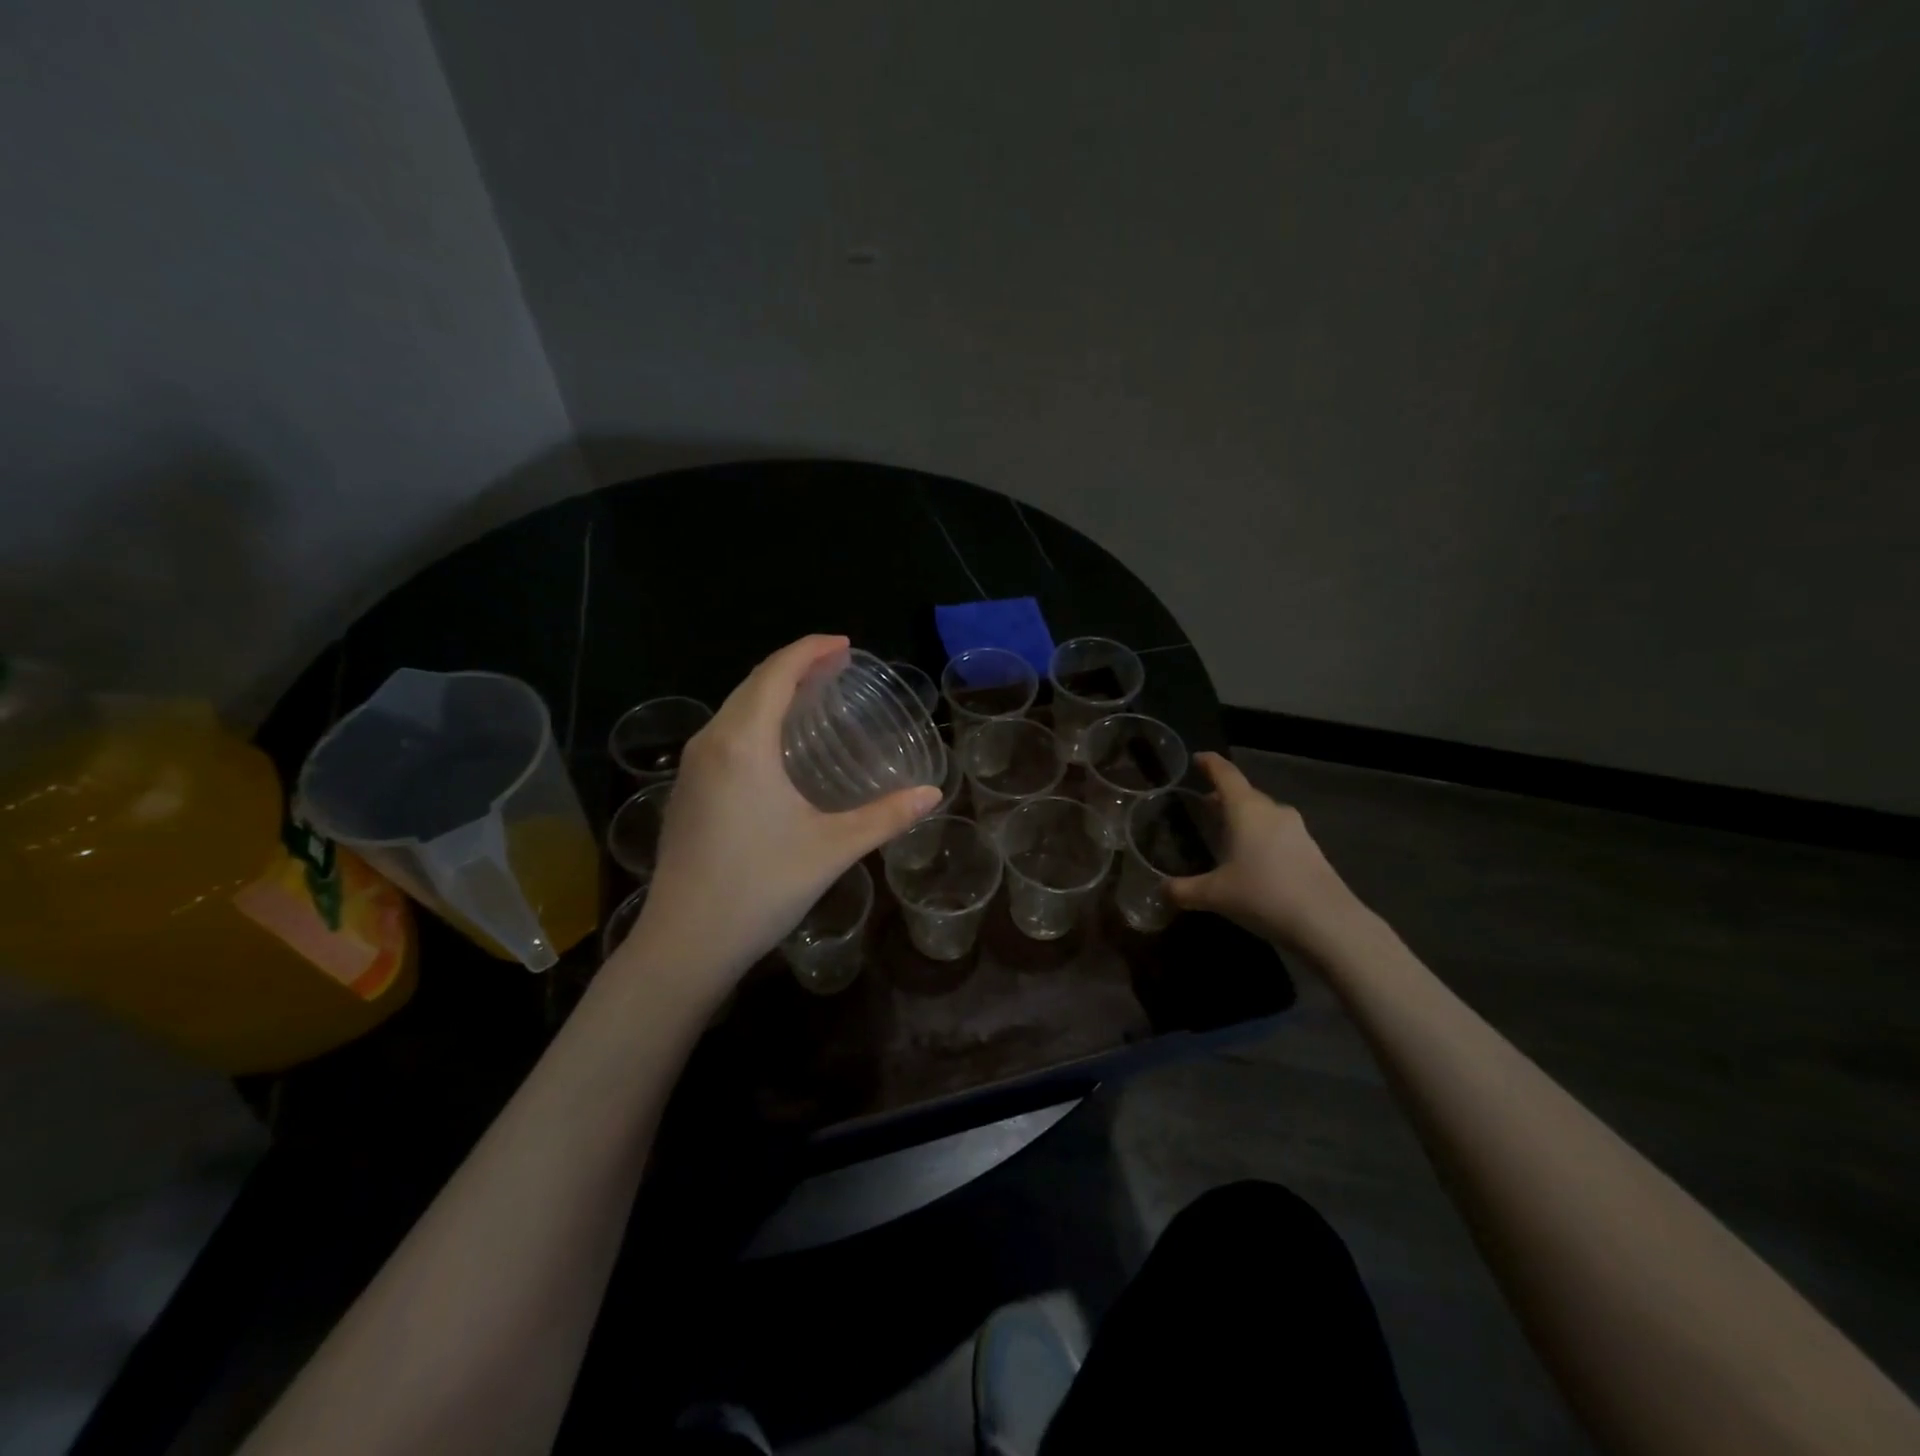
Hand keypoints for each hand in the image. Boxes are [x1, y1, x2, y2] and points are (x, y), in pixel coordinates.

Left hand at [620, 636, 941, 995]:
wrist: (685, 943)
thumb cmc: (761, 887)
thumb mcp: (832, 848)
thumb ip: (886, 817)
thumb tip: (933, 794)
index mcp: (743, 743)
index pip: (776, 673)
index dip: (811, 651)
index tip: (845, 646)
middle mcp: (710, 742)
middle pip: (752, 684)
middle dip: (795, 667)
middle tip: (837, 668)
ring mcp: (692, 768)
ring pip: (734, 709)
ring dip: (772, 693)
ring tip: (813, 698)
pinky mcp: (686, 791)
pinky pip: (724, 734)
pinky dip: (755, 720)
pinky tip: (777, 745)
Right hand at [1167, 752, 1362, 955]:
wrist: (1328, 923)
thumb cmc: (1263, 895)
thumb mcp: (1214, 895)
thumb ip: (1182, 890)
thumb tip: (1160, 890)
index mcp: (1246, 809)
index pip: (1225, 774)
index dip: (1209, 763)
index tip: (1197, 759)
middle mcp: (1272, 811)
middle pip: (1244, 794)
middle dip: (1222, 797)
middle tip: (1202, 807)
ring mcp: (1296, 830)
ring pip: (1262, 814)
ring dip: (1242, 819)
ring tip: (1224, 835)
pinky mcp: (1310, 850)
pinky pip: (1277, 833)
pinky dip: (1259, 837)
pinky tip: (1251, 861)